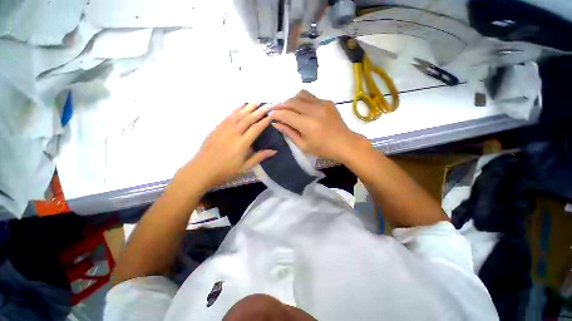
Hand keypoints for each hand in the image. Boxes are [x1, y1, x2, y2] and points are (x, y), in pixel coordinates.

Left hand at [179, 103, 275, 188]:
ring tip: (256, 102)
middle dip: (259, 111)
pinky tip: (241, 105)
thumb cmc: (225, 171)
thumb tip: (274, 151)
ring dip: (248, 107)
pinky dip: (236, 109)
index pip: (256, 129)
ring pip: (238, 115)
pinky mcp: (217, 128)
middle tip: (267, 105)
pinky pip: (228, 116)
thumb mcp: (244, 168)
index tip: (271, 115)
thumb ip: (259, 157)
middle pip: (248, 119)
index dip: (264, 121)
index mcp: (242, 144)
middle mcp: (234, 133)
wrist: (201, 170)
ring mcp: (224, 129)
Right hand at [270, 90, 368, 162]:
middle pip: (291, 102)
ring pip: (301, 94)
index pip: (285, 114)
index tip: (270, 115)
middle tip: (274, 109)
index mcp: (306, 124)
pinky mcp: (328, 102)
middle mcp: (313, 110)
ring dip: (291, 100)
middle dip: (280, 105)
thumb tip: (276, 123)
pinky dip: (303, 100)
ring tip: (288, 107)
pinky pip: (311, 97)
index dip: (275, 114)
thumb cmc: (323, 149)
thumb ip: (289, 133)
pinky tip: (304, 109)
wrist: (345, 143)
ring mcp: (322, 104)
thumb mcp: (303, 145)